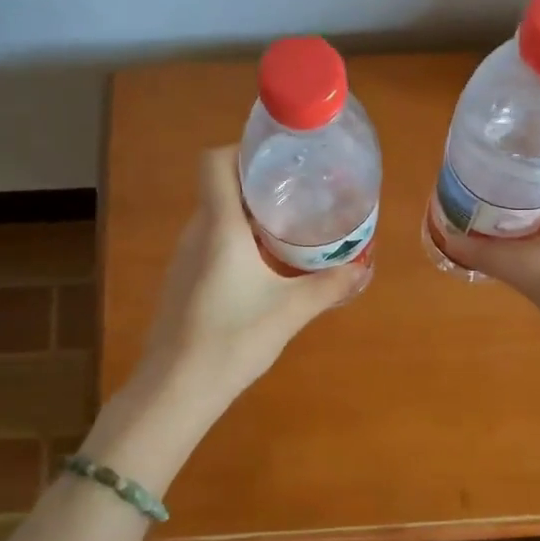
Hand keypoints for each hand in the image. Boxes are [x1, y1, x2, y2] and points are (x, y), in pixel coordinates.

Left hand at [136, 146, 371, 413]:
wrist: (175, 390)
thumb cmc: (232, 340)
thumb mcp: (290, 312)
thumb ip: (329, 286)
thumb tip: (364, 268)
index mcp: (219, 227)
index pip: (215, 162)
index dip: (243, 150)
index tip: (280, 161)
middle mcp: (196, 233)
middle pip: (221, 187)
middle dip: (259, 184)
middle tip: (300, 193)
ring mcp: (184, 258)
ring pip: (216, 217)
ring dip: (249, 215)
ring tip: (289, 226)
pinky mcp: (181, 282)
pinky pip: (210, 243)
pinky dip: (236, 241)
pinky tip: (262, 267)